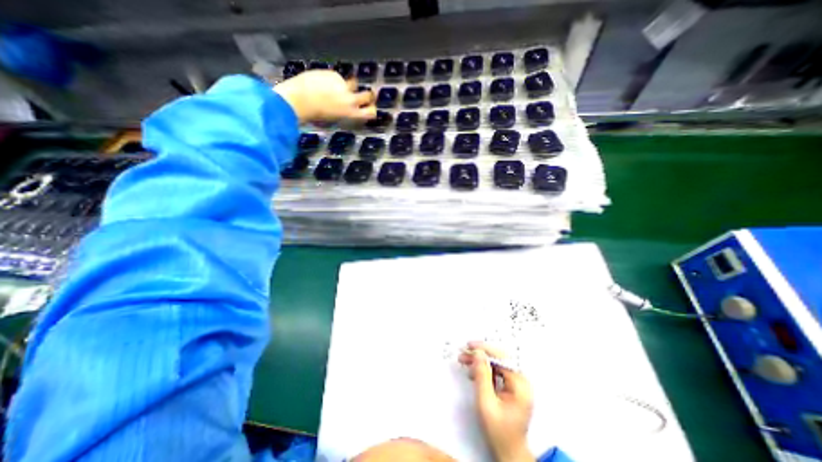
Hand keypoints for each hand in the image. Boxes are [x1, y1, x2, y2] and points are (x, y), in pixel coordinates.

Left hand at [276, 70, 378, 121]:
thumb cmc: (315, 116)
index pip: (371, 112)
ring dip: (350, 85)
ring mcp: (343, 85)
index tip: (371, 108)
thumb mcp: (335, 119)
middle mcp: (351, 99)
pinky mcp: (333, 74)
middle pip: (368, 95)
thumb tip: (347, 108)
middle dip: (369, 95)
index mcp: (351, 113)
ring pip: (353, 83)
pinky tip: (322, 83)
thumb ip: (345, 113)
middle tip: (365, 94)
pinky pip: (337, 77)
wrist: (299, 100)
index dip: (372, 109)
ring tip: (339, 87)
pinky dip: (332, 79)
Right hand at [460, 341, 536, 460]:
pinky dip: (484, 370)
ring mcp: (517, 384)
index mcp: (520, 385)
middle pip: (499, 359)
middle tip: (463, 352)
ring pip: (496, 363)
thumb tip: (478, 353)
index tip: (469, 345)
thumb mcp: (486, 403)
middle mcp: (521, 381)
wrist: (509, 453)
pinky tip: (473, 372)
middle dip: (480, 354)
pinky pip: (496, 371)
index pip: (502, 358)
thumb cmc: (498, 431)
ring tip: (464, 361)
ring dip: (480, 361)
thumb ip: (482, 376)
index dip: (485, 349)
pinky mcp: (511, 387)